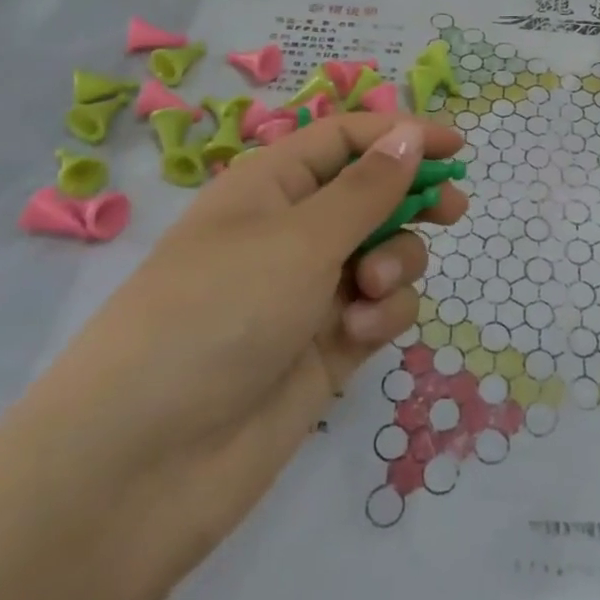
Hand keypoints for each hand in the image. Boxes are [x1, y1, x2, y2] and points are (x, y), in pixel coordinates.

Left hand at [0, 114, 465, 599]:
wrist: (143, 468)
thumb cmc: (218, 313)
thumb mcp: (299, 238)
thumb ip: (367, 188)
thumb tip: (408, 131)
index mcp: (270, 186)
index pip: (345, 139)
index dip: (400, 134)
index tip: (456, 146)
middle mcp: (290, 232)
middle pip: (372, 195)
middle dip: (412, 200)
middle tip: (453, 211)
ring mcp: (309, 292)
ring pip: (384, 254)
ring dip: (396, 264)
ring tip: (371, 290)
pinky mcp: (326, 347)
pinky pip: (379, 310)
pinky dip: (383, 316)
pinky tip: (362, 336)